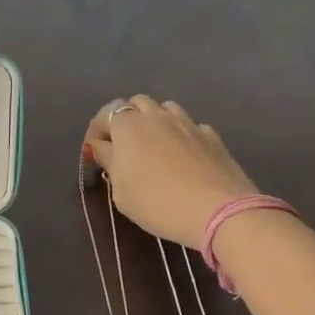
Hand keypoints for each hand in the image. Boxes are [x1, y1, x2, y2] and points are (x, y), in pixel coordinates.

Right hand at [84, 95, 259, 248]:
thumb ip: (109, 162)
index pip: (106, 113)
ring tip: (154, 146)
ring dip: (154, 121)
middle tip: (124, 147)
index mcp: (129, 126)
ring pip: (165, 108)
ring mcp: (188, 123)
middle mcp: (157, 116)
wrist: (219, 211)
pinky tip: (182, 156)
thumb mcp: (121, 191)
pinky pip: (189, 125)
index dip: (97, 130)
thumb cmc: (158, 203)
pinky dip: (180, 134)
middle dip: (126, 119)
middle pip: (136, 103)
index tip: (95, 152)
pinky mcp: (212, 135)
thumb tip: (102, 147)